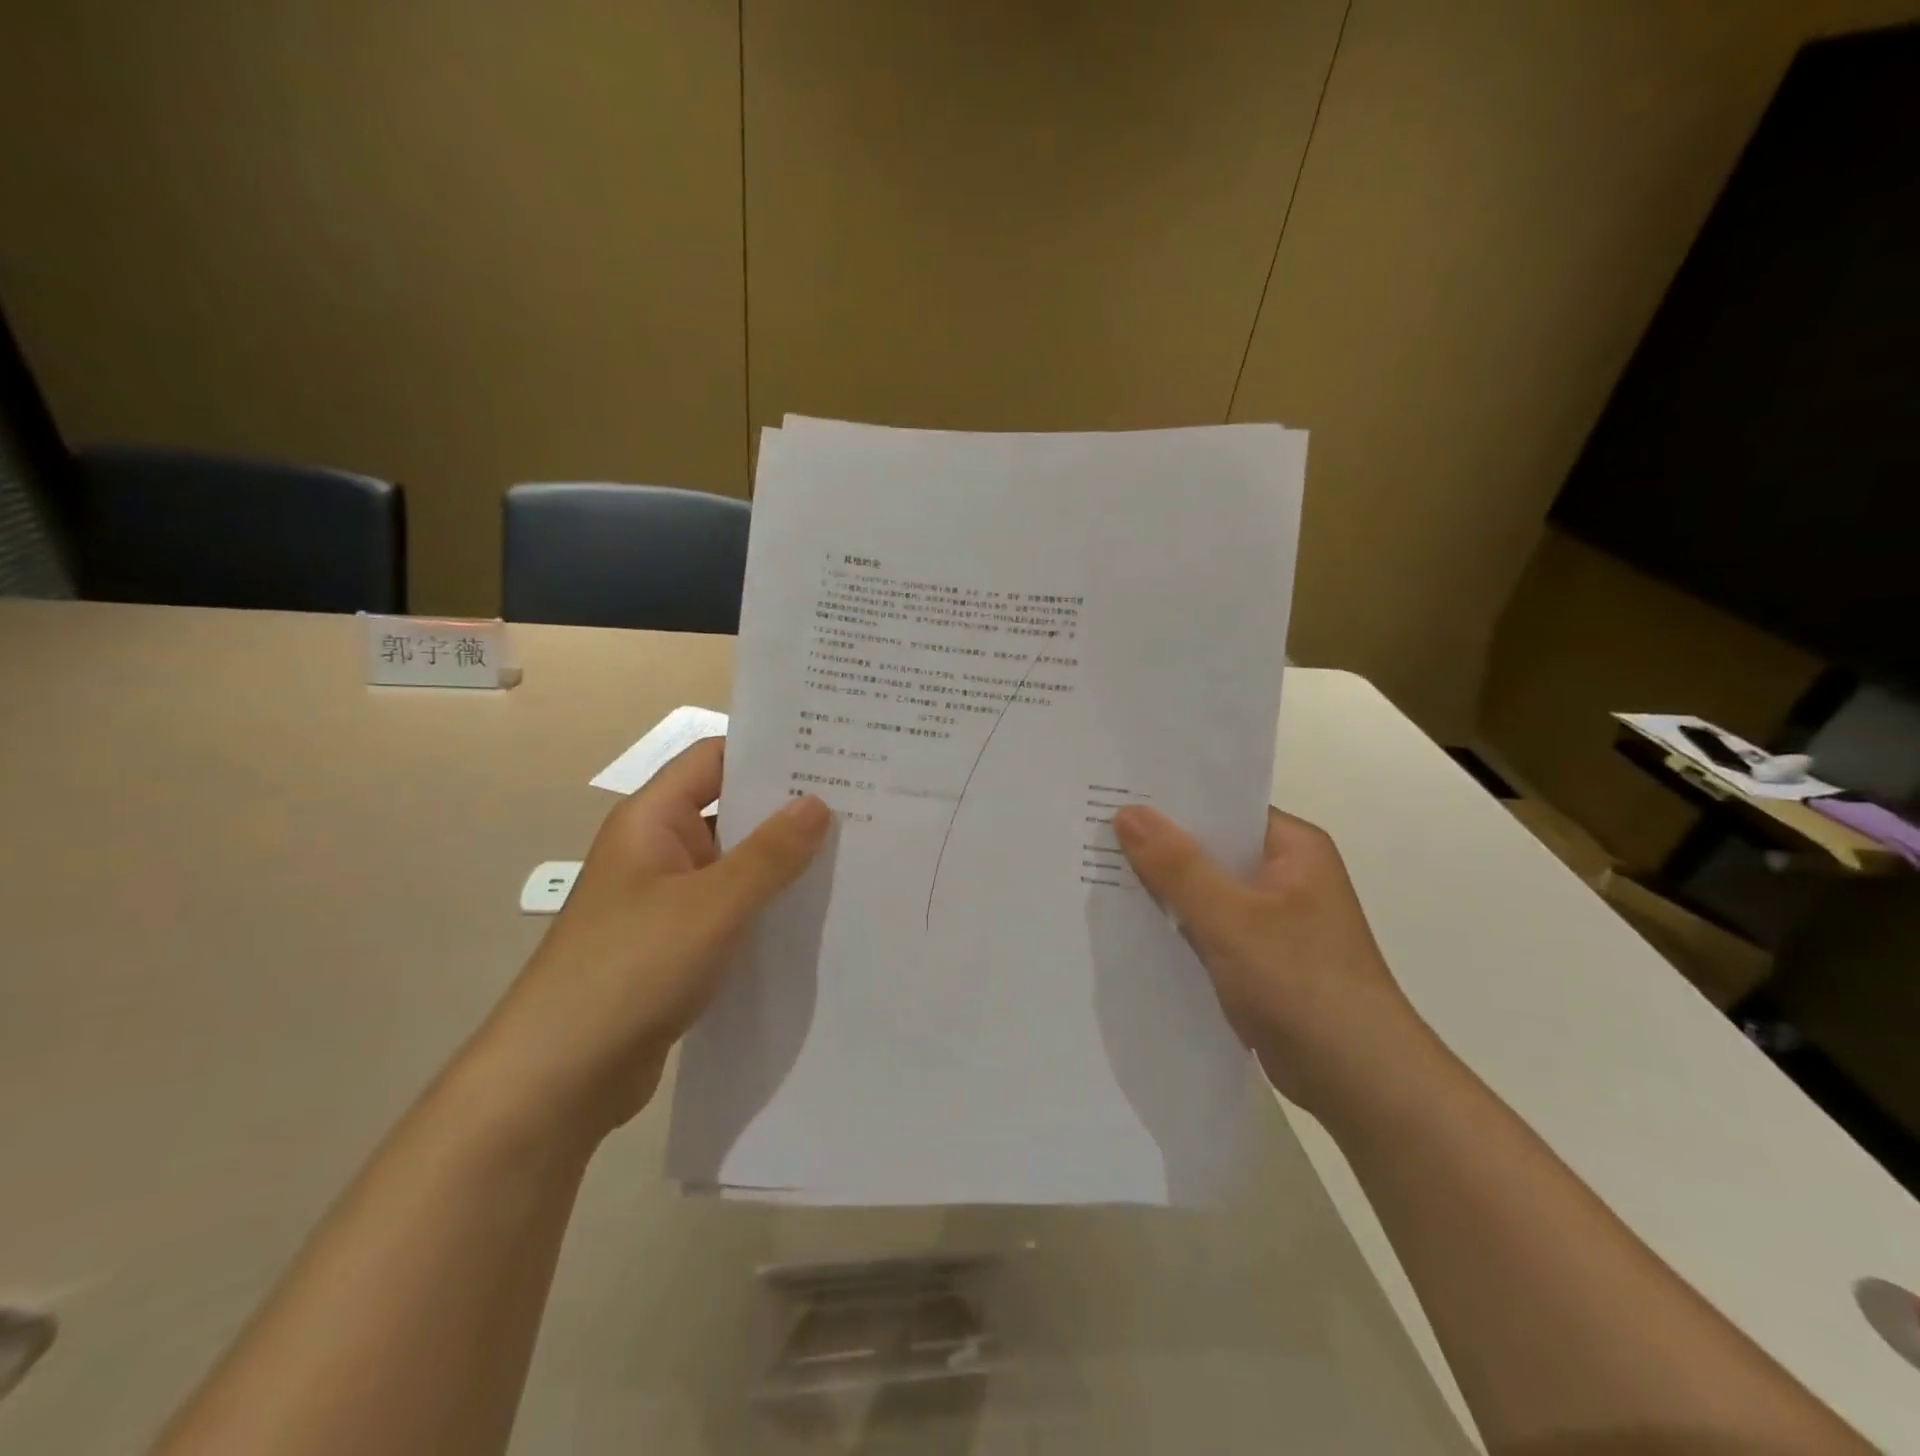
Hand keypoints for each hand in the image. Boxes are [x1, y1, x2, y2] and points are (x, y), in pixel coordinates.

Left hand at [464, 738, 830, 1145]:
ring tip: (851, 853)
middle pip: (729, 810)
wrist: (558, 1079)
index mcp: (652, 821)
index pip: (714, 759)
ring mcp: (666, 901)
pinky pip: (730, 910)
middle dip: (787, 808)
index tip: (829, 751)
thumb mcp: (712, 905)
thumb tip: (817, 803)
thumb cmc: (631, 969)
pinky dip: (766, 906)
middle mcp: (658, 851)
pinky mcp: (676, 946)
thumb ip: (770, 854)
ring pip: (734, 864)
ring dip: (781, 862)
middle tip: (858, 801)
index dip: (767, 750)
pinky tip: (813, 914)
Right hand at [1112, 803, 1426, 1114]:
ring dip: (1163, 887)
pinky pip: (1207, 926)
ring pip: (1205, 890)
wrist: (1359, 1082)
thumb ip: (1177, 865)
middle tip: (1092, 829)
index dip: (1170, 802)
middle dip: (1157, 845)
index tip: (1114, 794)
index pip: (1223, 807)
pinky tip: (1128, 922)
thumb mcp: (1231, 918)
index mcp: (1293, 848)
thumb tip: (1127, 812)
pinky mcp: (1259, 957)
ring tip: (1097, 869)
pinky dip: (1175, 924)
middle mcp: (1284, 875)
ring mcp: (1272, 919)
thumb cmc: (1301, 983)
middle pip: (1210, 848)